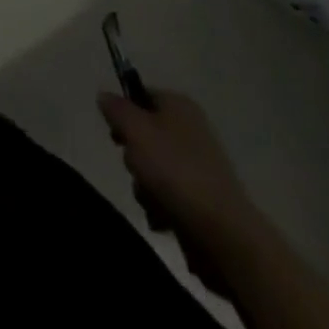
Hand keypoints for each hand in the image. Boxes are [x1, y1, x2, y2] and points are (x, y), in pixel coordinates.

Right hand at [98, 89, 260, 291]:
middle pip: (144, 134)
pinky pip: (167, 195)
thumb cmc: (175, 171)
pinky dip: (160, 207)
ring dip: (144, 186)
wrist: (223, 233)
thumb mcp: (135, 130)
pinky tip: (163, 219)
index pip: (140, 94)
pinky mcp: (201, 199)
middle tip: (136, 168)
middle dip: (133, 156)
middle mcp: (190, 129)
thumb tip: (105, 95)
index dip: (123, 112)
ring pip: (152, 168)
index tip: (116, 135)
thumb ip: (116, 109)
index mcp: (179, 105)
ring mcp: (198, 166)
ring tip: (153, 200)